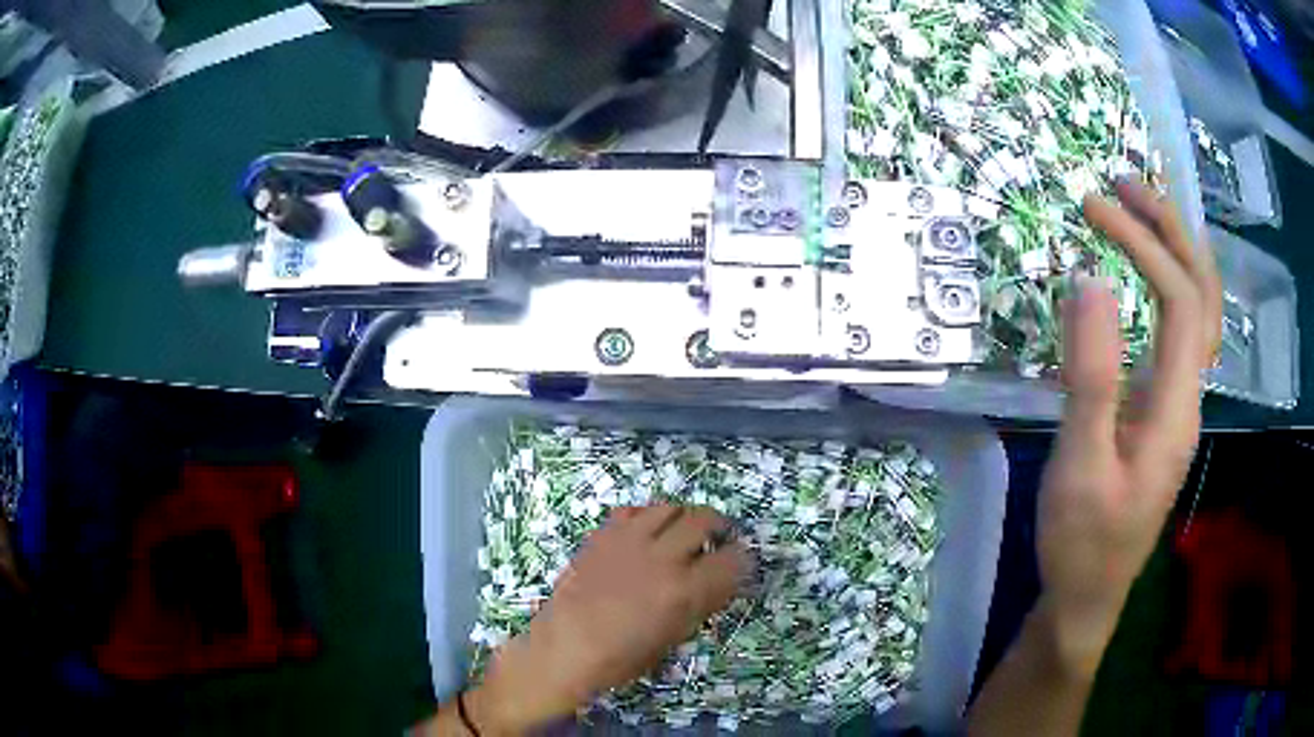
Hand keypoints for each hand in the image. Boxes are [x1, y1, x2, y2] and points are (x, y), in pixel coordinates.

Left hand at [467, 505, 752, 733]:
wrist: (565, 647)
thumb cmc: (621, 658)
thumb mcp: (672, 639)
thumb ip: (699, 605)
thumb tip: (717, 583)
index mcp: (684, 590)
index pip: (731, 560)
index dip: (742, 559)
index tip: (741, 561)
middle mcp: (661, 557)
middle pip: (704, 519)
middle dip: (719, 526)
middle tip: (718, 538)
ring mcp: (629, 540)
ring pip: (669, 507)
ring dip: (684, 516)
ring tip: (683, 530)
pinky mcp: (603, 535)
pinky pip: (633, 510)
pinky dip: (647, 516)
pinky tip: (646, 532)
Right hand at [1038, 181, 1220, 675]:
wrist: (1089, 592)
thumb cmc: (1083, 539)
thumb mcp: (1080, 465)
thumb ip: (1091, 375)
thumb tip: (1088, 280)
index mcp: (1177, 409)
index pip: (1180, 300)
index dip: (1143, 244)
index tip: (1093, 209)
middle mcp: (1191, 395)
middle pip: (1204, 293)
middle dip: (1171, 227)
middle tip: (1126, 182)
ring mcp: (1182, 401)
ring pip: (1201, 308)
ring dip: (1177, 247)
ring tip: (1140, 205)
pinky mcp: (1165, 407)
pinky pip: (1183, 328)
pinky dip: (1172, 279)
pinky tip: (1149, 267)